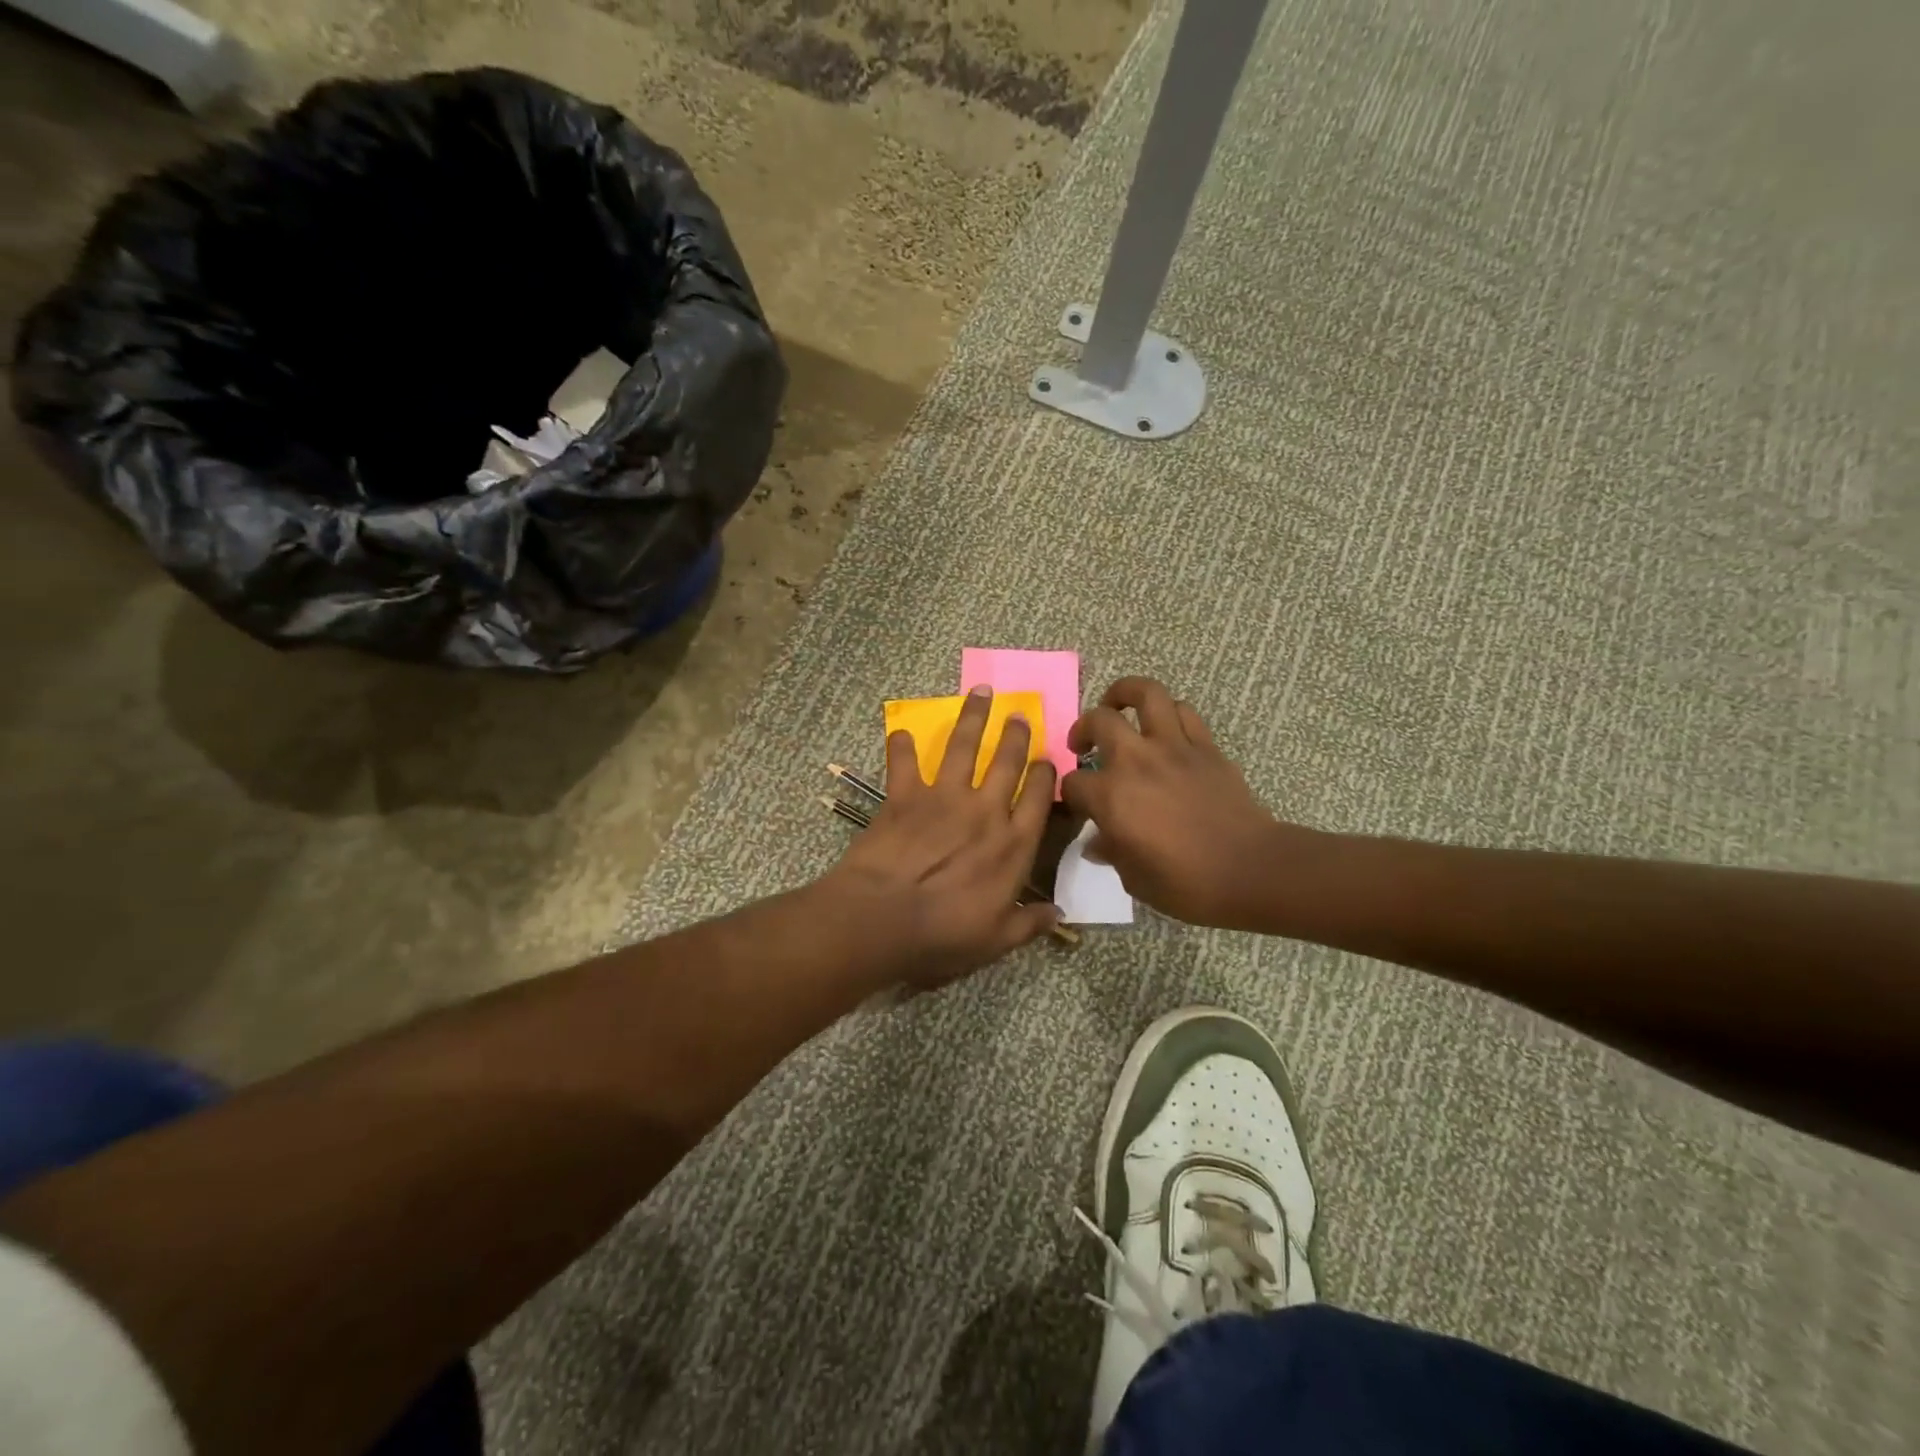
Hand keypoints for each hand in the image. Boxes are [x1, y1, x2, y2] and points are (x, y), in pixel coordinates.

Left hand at [828, 685, 1058, 986]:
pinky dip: (901, 745)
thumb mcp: (997, 940)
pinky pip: (904, 762)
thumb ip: (1030, 924)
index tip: (1047, 759)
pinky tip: (900, 730)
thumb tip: (1060, 916)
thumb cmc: (944, 933)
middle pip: (1006, 761)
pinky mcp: (905, 795)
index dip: (1045, 774)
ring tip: (981, 692)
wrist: (883, 918)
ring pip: (963, 746)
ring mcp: (944, 798)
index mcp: (1012, 844)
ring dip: (973, 717)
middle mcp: (984, 811)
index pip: (1039, 798)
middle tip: (1019, 713)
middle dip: (1015, 734)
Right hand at [1062, 677, 1301, 929]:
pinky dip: (1168, 713)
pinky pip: (1183, 712)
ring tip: (1117, 706)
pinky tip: (1163, 728)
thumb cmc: (1187, 884)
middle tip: (1083, 744)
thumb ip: (1112, 853)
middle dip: (1082, 729)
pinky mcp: (1205, 746)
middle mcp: (1136, 761)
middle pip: (1098, 721)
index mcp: (1111, 797)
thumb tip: (1097, 844)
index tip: (1077, 805)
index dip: (1070, 794)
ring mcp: (1173, 747)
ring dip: (1124, 694)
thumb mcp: (1135, 879)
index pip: (1074, 783)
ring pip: (1145, 694)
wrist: (1251, 870)